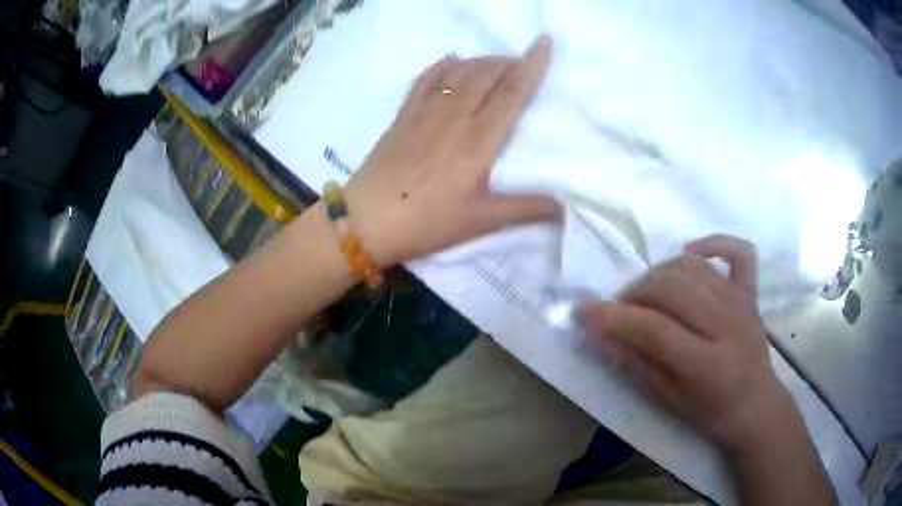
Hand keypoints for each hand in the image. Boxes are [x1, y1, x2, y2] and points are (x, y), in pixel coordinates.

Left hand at [344, 36, 559, 266]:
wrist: (366, 220)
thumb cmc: (427, 221)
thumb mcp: (481, 220)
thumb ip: (525, 209)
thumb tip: (566, 208)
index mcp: (479, 139)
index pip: (512, 91)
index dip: (532, 65)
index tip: (543, 43)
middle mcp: (454, 116)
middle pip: (486, 74)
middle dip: (508, 61)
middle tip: (521, 62)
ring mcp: (424, 112)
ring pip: (458, 72)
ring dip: (481, 61)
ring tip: (495, 63)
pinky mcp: (402, 116)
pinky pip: (424, 80)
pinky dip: (441, 66)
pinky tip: (450, 59)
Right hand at [581, 235, 793, 450]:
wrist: (754, 405)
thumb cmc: (709, 412)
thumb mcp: (667, 400)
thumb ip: (635, 363)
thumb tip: (600, 334)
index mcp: (707, 365)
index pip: (654, 330)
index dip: (614, 319)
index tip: (583, 311)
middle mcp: (728, 325)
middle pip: (672, 289)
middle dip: (635, 295)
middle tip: (621, 311)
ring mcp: (741, 303)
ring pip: (692, 267)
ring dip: (659, 274)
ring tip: (647, 293)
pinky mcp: (750, 291)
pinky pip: (738, 251)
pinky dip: (713, 243)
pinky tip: (691, 252)